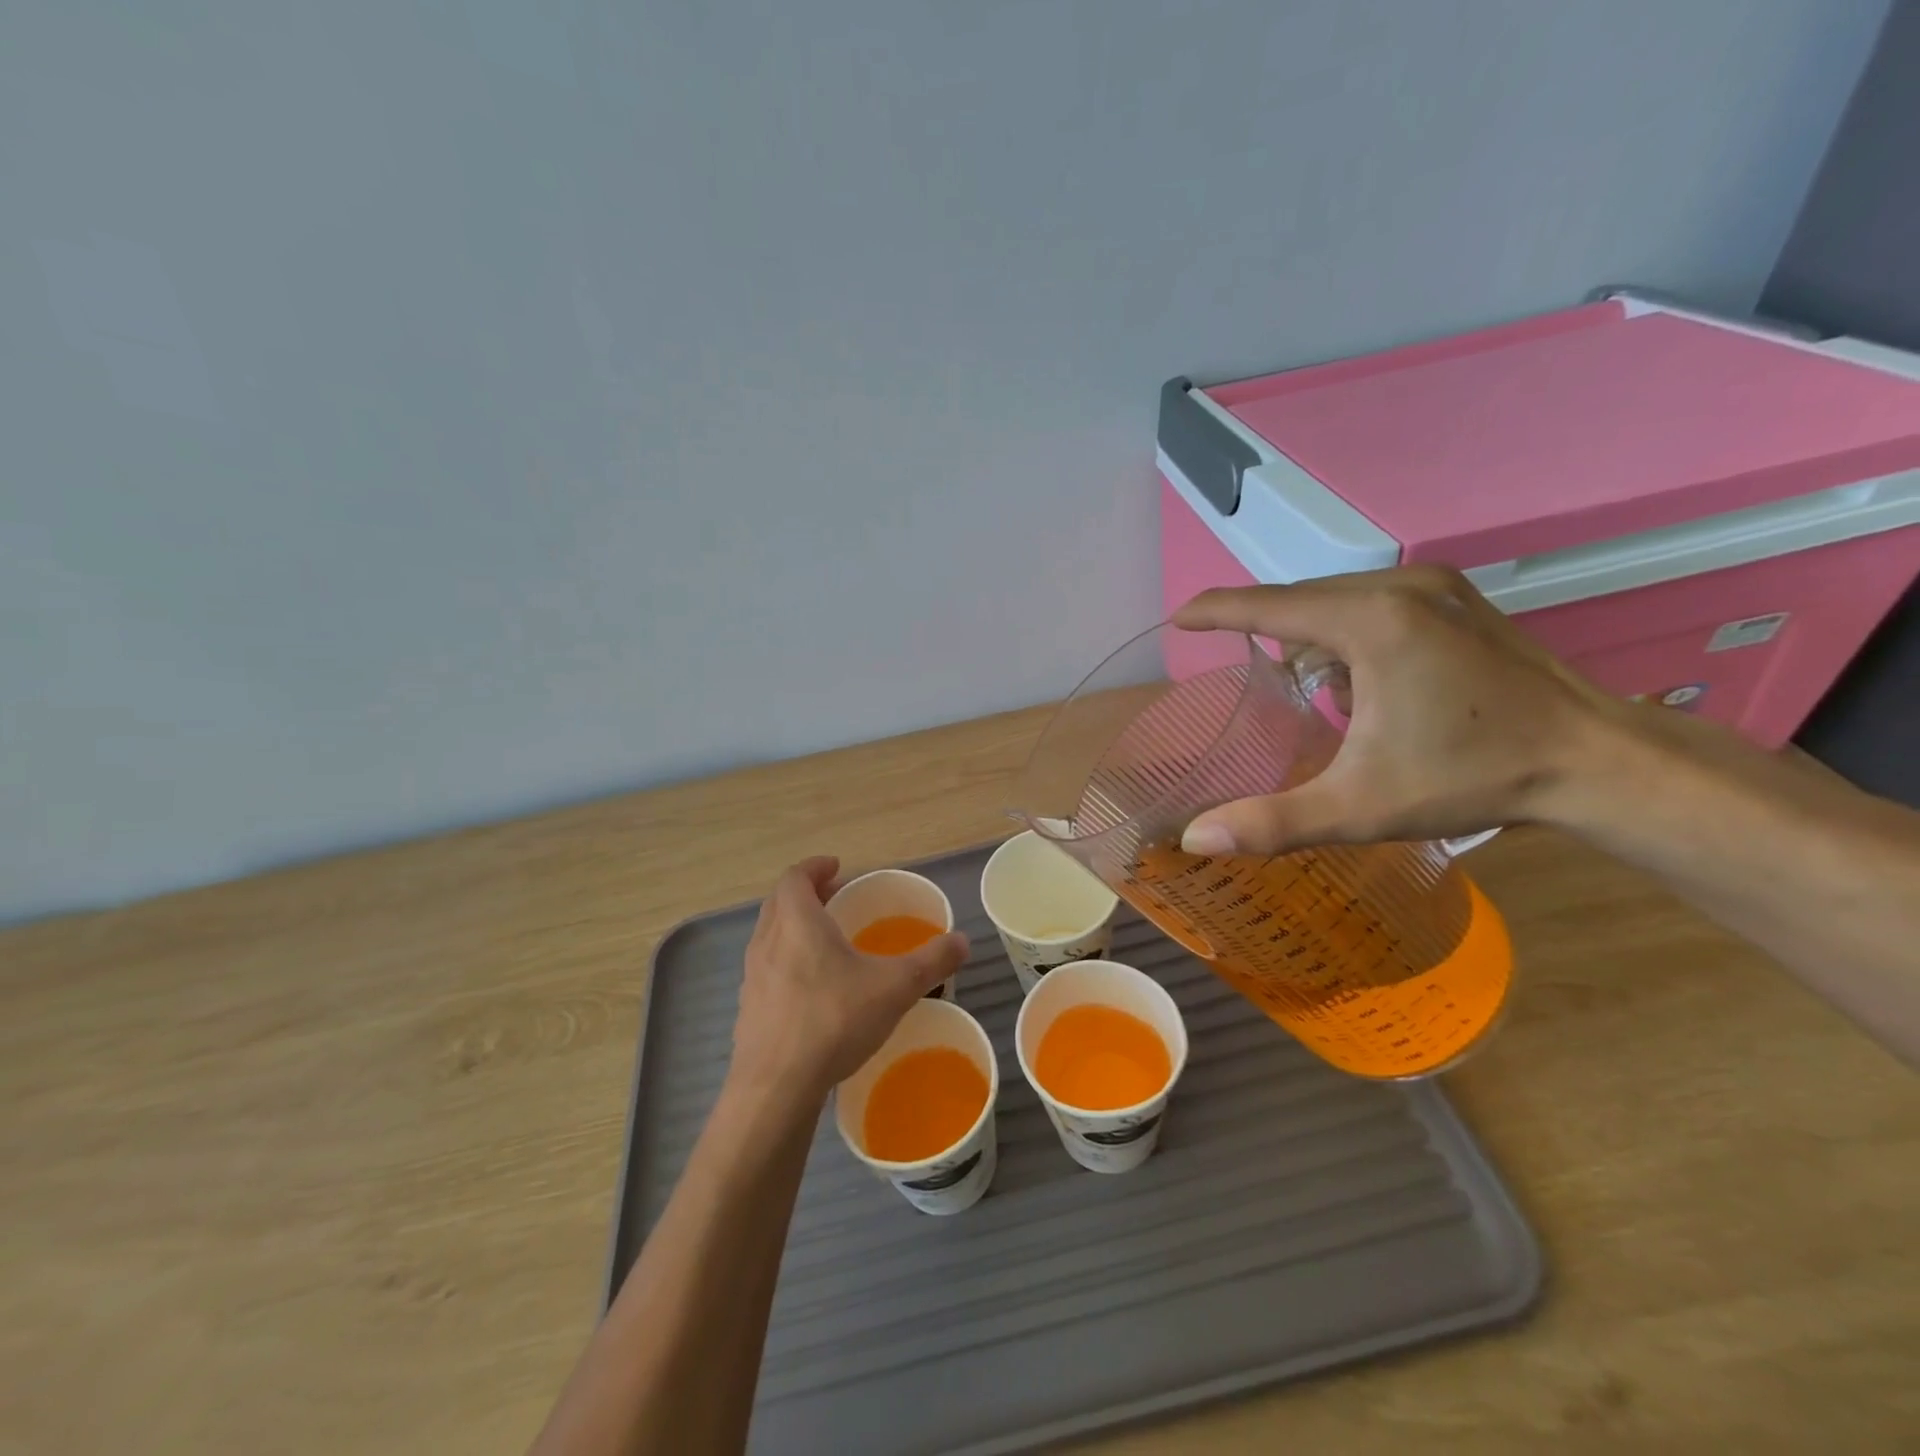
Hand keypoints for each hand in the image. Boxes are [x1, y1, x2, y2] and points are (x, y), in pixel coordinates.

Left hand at [731, 857, 969, 1098]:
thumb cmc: (834, 1020)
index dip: (815, 867)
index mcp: (798, 922)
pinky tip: (811, 990)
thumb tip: (963, 941)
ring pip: (770, 936)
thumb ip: (931, 962)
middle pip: (780, 902)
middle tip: (835, 898)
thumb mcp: (895, 988)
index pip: (796, 876)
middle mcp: (767, 941)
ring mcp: (752, 976)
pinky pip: (766, 970)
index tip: (836, 867)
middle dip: (807, 894)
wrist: (776, 1087)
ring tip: (825, 942)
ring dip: (793, 928)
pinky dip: (786, 962)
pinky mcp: (747, 1009)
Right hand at [1173, 566, 1619, 855]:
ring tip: (1330, 700)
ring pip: (1336, 601)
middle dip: (1272, 638)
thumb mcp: (1359, 807)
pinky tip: (1370, 683)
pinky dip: (1349, 635)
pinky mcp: (1457, 596)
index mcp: (1371, 622)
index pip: (1268, 605)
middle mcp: (1399, 586)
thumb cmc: (1473, 778)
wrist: (1598, 760)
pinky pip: (1372, 602)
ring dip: (1314, 641)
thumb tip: (1194, 839)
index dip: (1215, 610)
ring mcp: (1435, 585)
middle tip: (1265, 690)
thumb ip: (1271, 822)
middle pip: (1301, 601)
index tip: (1178, 618)